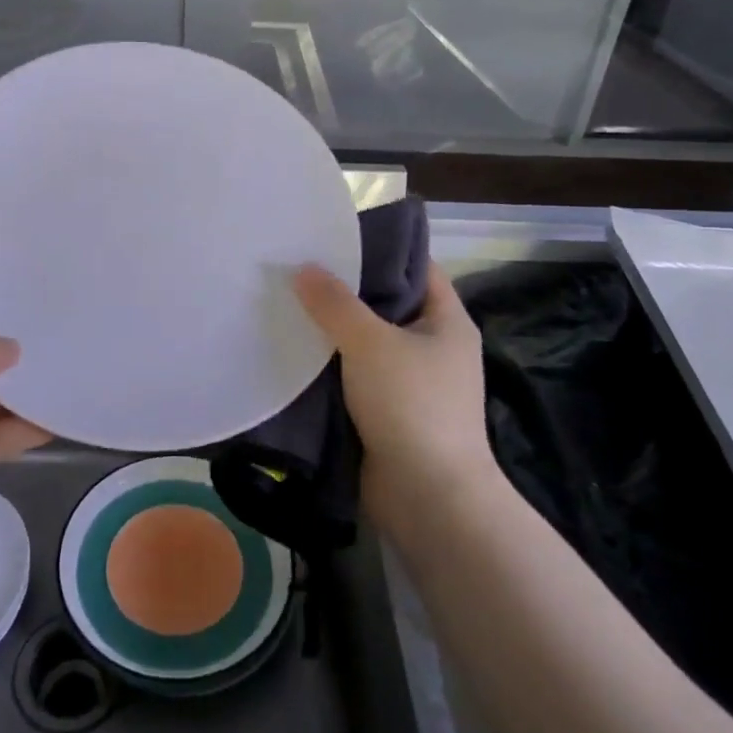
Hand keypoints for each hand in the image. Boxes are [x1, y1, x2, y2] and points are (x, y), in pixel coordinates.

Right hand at [293, 263, 492, 526]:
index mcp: (446, 321)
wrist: (427, 497)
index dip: (381, 249)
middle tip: (299, 266)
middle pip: (386, 304)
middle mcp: (432, 346)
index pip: (416, 267)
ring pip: (365, 343)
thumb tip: (303, 268)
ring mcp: (411, 382)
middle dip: (345, 290)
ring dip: (332, 331)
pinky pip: (354, 377)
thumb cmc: (412, 405)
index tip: (336, 236)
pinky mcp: (387, 413)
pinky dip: (329, 366)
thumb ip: (335, 303)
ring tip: (287, 302)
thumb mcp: (371, 343)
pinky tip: (293, 350)